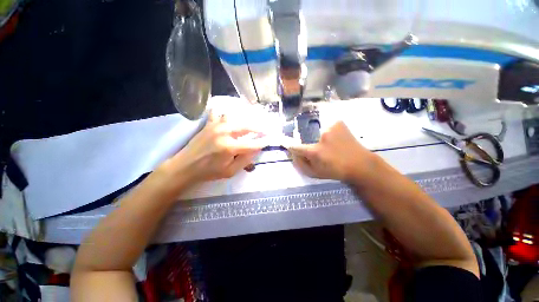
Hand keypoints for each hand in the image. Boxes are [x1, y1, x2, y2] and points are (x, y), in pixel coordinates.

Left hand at [158, 110, 266, 186]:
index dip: (263, 142)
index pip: (252, 144)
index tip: (270, 139)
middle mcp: (224, 133)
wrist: (185, 167)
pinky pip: (218, 113)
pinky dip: (225, 115)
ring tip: (248, 126)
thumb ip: (245, 160)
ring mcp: (215, 126)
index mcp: (229, 147)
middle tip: (265, 130)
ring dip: (243, 121)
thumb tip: (256, 150)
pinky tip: (228, 119)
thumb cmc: (209, 172)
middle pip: (246, 126)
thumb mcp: (230, 172)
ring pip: (234, 117)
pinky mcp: (208, 124)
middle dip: (258, 128)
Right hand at [287, 121, 376, 181]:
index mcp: (315, 152)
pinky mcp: (338, 123)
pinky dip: (327, 131)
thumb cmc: (336, 170)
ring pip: (316, 131)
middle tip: (318, 150)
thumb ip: (301, 164)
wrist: (360, 164)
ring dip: (319, 137)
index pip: (295, 146)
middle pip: (306, 137)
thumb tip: (292, 154)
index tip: (283, 142)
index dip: (288, 145)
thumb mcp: (315, 173)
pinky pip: (326, 126)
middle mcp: (321, 137)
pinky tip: (335, 139)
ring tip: (329, 145)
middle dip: (309, 143)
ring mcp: (331, 127)